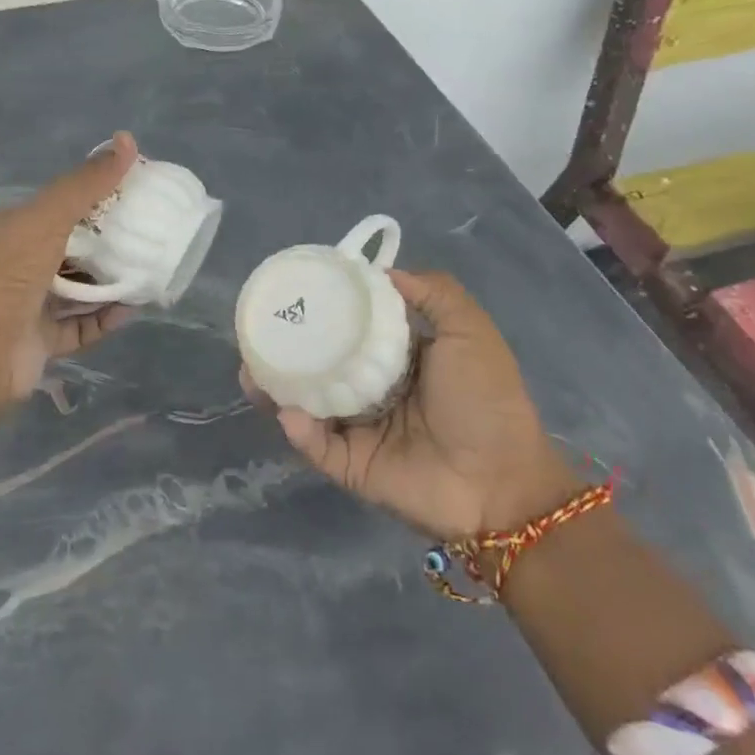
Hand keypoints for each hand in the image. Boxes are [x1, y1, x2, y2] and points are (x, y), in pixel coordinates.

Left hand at [0, 132, 139, 402]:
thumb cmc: (10, 275)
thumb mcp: (48, 218)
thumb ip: (86, 184)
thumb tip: (126, 140)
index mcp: (16, 230)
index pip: (62, 207)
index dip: (97, 199)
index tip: (135, 194)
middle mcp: (21, 265)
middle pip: (73, 249)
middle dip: (108, 244)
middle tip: (148, 235)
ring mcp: (31, 306)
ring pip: (79, 290)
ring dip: (110, 284)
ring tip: (147, 272)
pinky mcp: (42, 341)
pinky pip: (81, 327)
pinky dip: (105, 319)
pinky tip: (131, 309)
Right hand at [255, 270, 578, 537]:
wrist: (502, 483)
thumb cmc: (485, 401)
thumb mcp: (469, 333)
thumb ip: (434, 294)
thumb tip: (381, 271)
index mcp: (398, 359)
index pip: (351, 330)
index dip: (324, 312)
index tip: (294, 292)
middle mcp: (373, 390)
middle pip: (320, 366)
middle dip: (287, 351)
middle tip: (257, 334)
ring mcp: (359, 430)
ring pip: (308, 404)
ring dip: (277, 388)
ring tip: (251, 371)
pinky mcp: (352, 465)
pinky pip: (317, 446)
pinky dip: (300, 431)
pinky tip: (288, 411)